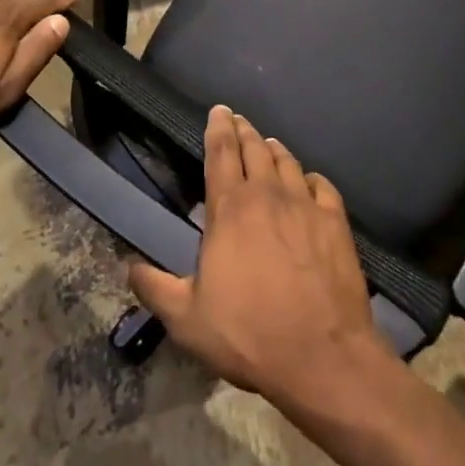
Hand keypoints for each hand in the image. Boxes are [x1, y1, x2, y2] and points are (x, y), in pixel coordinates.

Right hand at [128, 106, 395, 403]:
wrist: (321, 355)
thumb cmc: (248, 334)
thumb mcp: (187, 320)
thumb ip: (156, 289)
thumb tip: (129, 267)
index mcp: (230, 209)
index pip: (221, 152)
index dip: (218, 128)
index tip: (218, 110)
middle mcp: (267, 194)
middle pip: (254, 148)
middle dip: (244, 130)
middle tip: (238, 120)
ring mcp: (305, 205)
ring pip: (287, 161)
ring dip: (274, 149)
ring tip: (268, 143)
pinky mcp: (335, 221)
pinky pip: (322, 185)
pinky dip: (311, 177)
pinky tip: (309, 180)